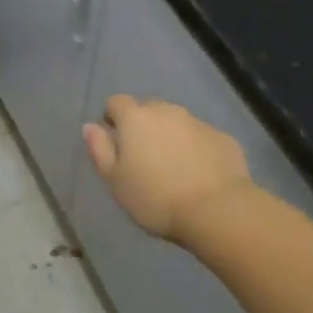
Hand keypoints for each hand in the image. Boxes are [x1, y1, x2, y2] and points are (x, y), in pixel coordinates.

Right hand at [83, 96, 258, 243]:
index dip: (112, 118)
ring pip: (176, 122)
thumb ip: (100, 150)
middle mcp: (166, 111)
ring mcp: (197, 122)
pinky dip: (195, 149)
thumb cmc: (156, 198)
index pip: (116, 102)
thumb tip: (90, 126)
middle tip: (143, 158)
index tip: (115, 141)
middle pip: (148, 109)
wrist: (217, 210)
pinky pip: (201, 137)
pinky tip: (198, 175)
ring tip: (172, 168)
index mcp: (135, 118)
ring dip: (170, 137)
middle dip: (143, 126)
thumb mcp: (115, 181)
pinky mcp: (222, 138)